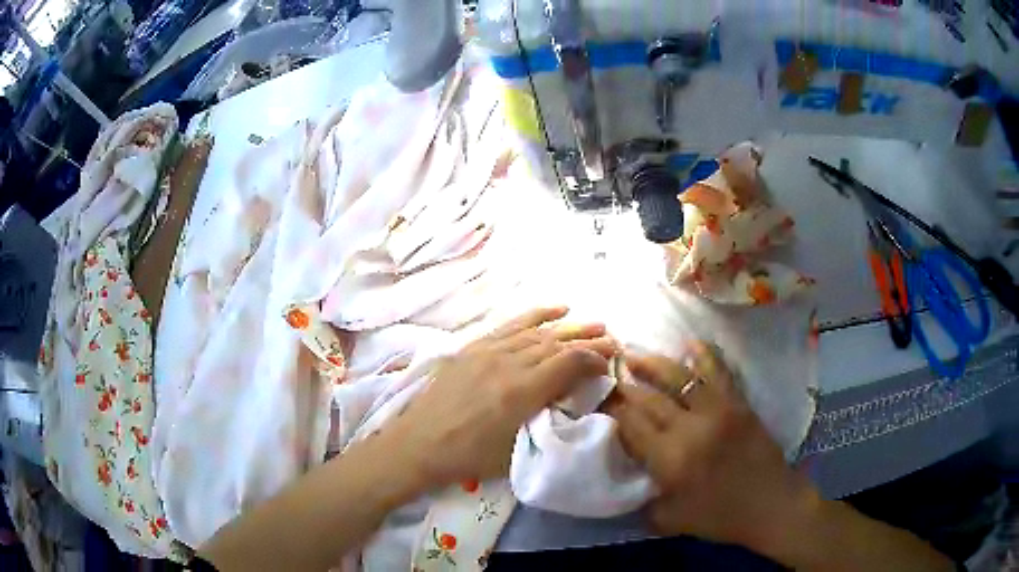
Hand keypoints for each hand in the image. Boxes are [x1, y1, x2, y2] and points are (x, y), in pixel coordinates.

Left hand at [385, 307, 616, 491]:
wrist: (418, 445)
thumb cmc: (468, 457)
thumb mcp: (515, 450)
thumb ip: (546, 420)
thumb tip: (570, 400)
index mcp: (522, 391)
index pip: (570, 363)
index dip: (596, 359)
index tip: (610, 363)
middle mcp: (508, 363)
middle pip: (558, 343)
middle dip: (589, 340)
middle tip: (612, 340)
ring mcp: (489, 351)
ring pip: (538, 332)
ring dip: (569, 328)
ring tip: (594, 325)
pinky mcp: (473, 347)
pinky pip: (510, 325)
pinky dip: (536, 315)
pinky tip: (556, 309)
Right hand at [603, 343, 816, 554]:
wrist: (771, 504)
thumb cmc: (719, 518)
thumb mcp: (670, 520)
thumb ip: (644, 498)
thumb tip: (630, 474)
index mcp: (670, 460)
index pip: (631, 426)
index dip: (611, 410)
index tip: (597, 399)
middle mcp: (690, 428)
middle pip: (649, 398)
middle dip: (624, 385)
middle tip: (607, 372)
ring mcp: (717, 410)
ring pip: (679, 377)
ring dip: (652, 364)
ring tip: (632, 354)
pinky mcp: (738, 403)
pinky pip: (718, 372)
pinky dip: (704, 355)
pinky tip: (690, 342)